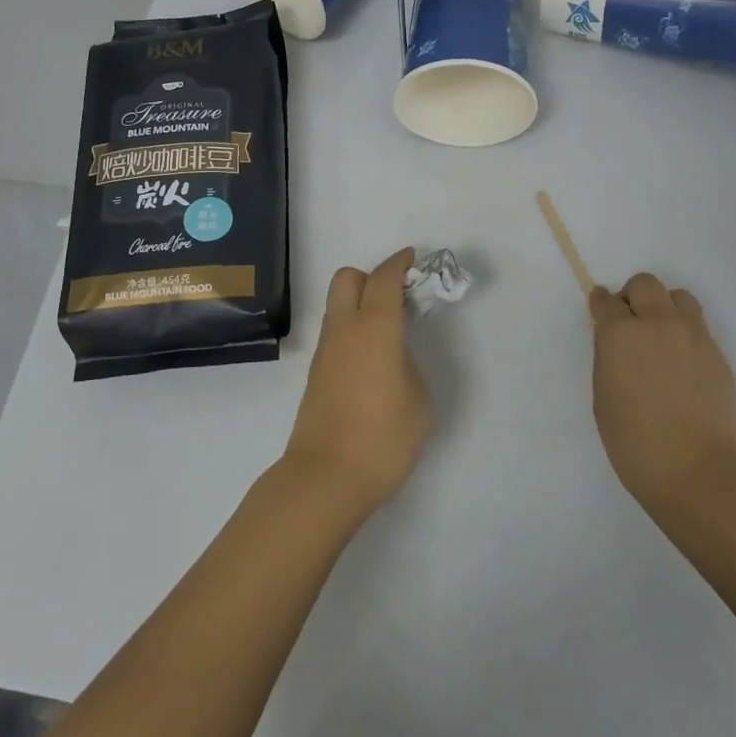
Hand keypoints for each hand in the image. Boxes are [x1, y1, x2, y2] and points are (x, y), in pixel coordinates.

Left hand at [280, 248, 432, 516]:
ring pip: (337, 305)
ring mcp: (325, 352)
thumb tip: (394, 356)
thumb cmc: (383, 437)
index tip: (413, 258)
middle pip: (347, 279)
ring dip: (361, 303)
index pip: (384, 279)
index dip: (399, 263)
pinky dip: (353, 328)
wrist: (326, 478)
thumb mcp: (419, 399)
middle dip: (372, 276)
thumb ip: (408, 364)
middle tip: (398, 297)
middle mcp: (344, 330)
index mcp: (374, 328)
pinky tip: (373, 357)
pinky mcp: (316, 374)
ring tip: (390, 329)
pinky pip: (336, 333)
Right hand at [590, 274, 735, 513]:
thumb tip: (617, 342)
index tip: (600, 313)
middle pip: (645, 284)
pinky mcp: (717, 352)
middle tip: (630, 324)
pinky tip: (681, 362)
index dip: (601, 305)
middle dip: (633, 297)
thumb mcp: (603, 396)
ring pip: (678, 297)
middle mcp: (657, 323)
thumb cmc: (635, 442)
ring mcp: (692, 335)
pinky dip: (685, 331)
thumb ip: (609, 358)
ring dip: (664, 307)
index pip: (606, 301)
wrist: (697, 471)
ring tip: (660, 337)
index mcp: (620, 334)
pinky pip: (698, 325)